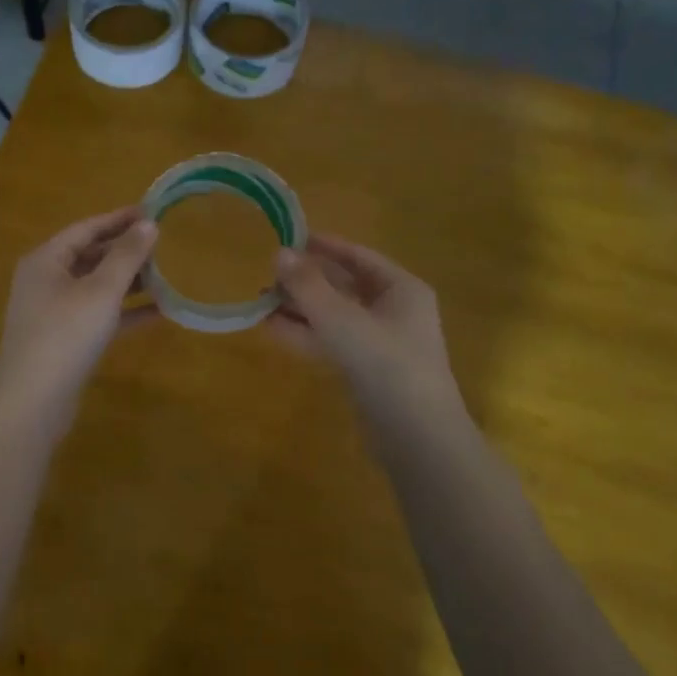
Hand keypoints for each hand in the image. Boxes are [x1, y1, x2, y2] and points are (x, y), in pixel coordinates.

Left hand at [0, 207, 158, 409]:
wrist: (32, 400)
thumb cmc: (66, 333)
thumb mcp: (101, 290)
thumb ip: (126, 256)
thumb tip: (149, 224)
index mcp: (46, 260)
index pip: (86, 228)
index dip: (119, 218)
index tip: (152, 210)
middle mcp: (46, 281)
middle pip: (90, 256)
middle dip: (126, 250)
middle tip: (164, 243)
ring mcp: (54, 312)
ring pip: (96, 287)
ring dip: (129, 281)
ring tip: (167, 274)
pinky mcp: (66, 340)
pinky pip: (100, 316)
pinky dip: (125, 312)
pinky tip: (160, 312)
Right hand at [271, 234, 460, 406]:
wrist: (417, 438)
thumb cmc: (387, 366)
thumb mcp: (343, 321)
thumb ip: (309, 287)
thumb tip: (279, 253)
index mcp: (402, 290)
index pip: (359, 257)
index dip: (325, 246)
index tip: (291, 237)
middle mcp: (393, 311)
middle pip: (344, 286)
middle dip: (306, 281)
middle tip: (267, 274)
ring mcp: (380, 344)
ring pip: (334, 317)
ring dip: (300, 309)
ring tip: (260, 301)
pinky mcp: (366, 372)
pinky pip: (332, 343)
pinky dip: (305, 335)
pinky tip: (272, 329)